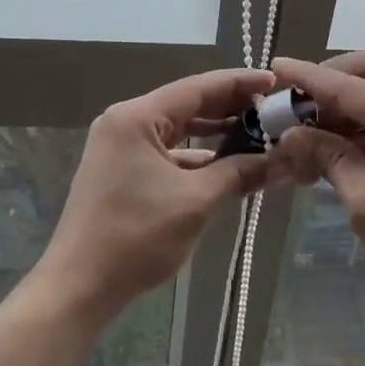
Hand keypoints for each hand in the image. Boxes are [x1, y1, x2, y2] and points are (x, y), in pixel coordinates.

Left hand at [37, 68, 280, 319]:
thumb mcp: (196, 201)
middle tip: (273, 109)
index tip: (275, 79)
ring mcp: (119, 147)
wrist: (79, 286)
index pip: (197, 87)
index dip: (239, 82)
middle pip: (187, 105)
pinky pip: (165, 152)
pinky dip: (195, 156)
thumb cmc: (136, 236)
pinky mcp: (120, 171)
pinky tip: (225, 165)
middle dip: (230, 108)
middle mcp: (125, 122)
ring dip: (214, 134)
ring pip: (177, 130)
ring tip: (257, 134)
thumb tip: (284, 163)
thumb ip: (241, 174)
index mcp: (136, 117)